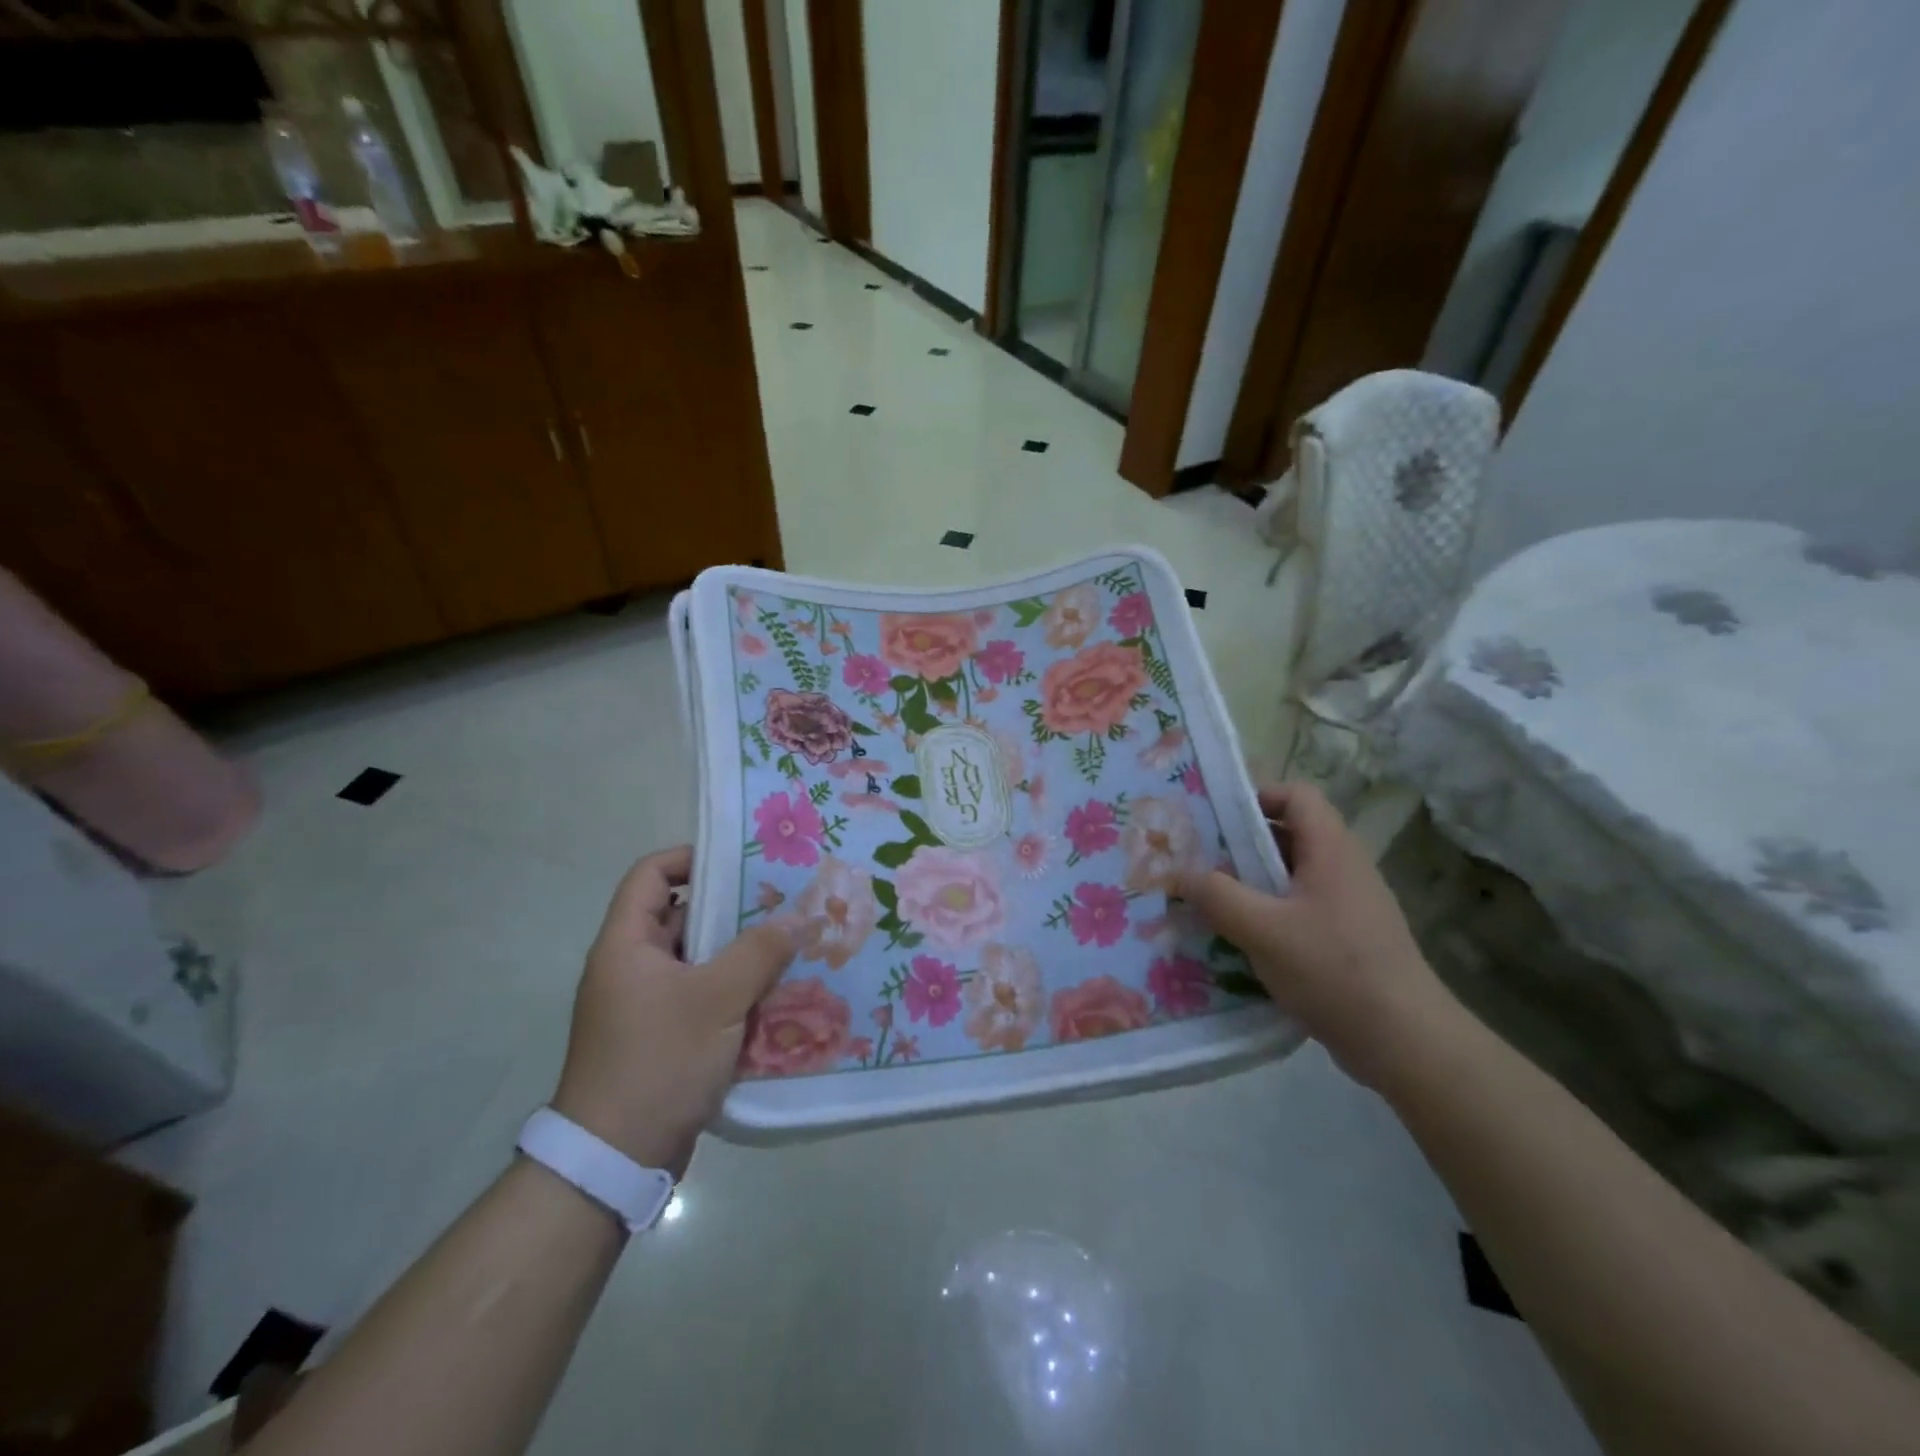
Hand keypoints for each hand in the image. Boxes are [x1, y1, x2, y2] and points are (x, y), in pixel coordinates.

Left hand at [552, 845, 795, 1174]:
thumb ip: (759, 952)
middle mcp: (631, 967)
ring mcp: (645, 1004)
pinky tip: (776, 991)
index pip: (651, 874)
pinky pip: (702, 995)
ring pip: (698, 959)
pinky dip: (734, 989)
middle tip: (783, 901)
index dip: (691, 858)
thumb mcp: (716, 1000)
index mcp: (626, 944)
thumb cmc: (658, 1061)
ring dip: (739, 952)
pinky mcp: (662, 1036)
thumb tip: (799, 916)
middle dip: (731, 907)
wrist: (615, 1160)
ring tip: (791, 942)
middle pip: (681, 915)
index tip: (741, 860)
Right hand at [1179, 783, 1457, 1089]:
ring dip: (1251, 884)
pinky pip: (1300, 909)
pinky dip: (1269, 914)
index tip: (1216, 820)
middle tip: (1199, 862)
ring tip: (1211, 903)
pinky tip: (1242, 942)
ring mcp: (1349, 905)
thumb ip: (1217, 896)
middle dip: (1241, 845)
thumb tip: (1182, 874)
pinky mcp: (1348, 938)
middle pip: (1289, 835)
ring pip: (1291, 876)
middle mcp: (1344, 868)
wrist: (1405, 1042)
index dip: (1257, 797)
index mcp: (1331, 850)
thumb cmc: (1333, 970)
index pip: (1297, 796)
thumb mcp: (1263, 930)